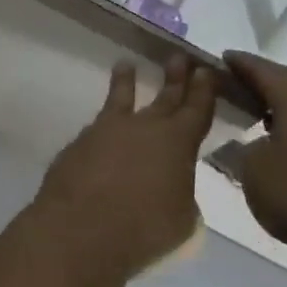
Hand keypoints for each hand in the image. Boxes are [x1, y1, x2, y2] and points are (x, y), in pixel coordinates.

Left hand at [34, 57, 217, 280]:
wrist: (81, 228)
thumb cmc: (143, 228)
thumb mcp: (182, 218)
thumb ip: (181, 194)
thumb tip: (171, 186)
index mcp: (178, 142)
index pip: (197, 108)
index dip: (204, 89)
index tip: (207, 71)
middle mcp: (144, 127)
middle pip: (165, 98)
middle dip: (175, 78)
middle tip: (180, 57)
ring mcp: (107, 131)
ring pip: (120, 99)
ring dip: (126, 82)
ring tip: (126, 64)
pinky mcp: (79, 143)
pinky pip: (96, 126)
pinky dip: (101, 120)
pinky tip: (98, 124)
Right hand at [223, 51, 286, 259]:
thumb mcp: (254, 169)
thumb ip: (245, 149)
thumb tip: (252, 144)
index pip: (265, 71)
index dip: (242, 64)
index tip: (223, 58)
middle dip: (265, 80)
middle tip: (238, 85)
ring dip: (282, 106)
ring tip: (257, 114)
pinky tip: (283, 146)